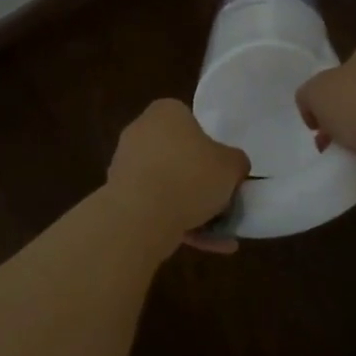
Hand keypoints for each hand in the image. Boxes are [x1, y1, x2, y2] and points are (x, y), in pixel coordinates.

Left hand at [107, 99, 249, 253]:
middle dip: (200, 181)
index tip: (224, 171)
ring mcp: (126, 163)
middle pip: (178, 155)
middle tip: (222, 201)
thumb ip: (236, 162)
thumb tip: (234, 166)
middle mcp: (140, 130)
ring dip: (191, 207)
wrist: (141, 214)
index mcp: (165, 111)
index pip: (192, 122)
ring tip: (219, 234)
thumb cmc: (190, 176)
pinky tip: (203, 244)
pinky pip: (154, 205)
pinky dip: (176, 222)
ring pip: (167, 184)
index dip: (211, 147)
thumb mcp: (231, 165)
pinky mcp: (119, 194)